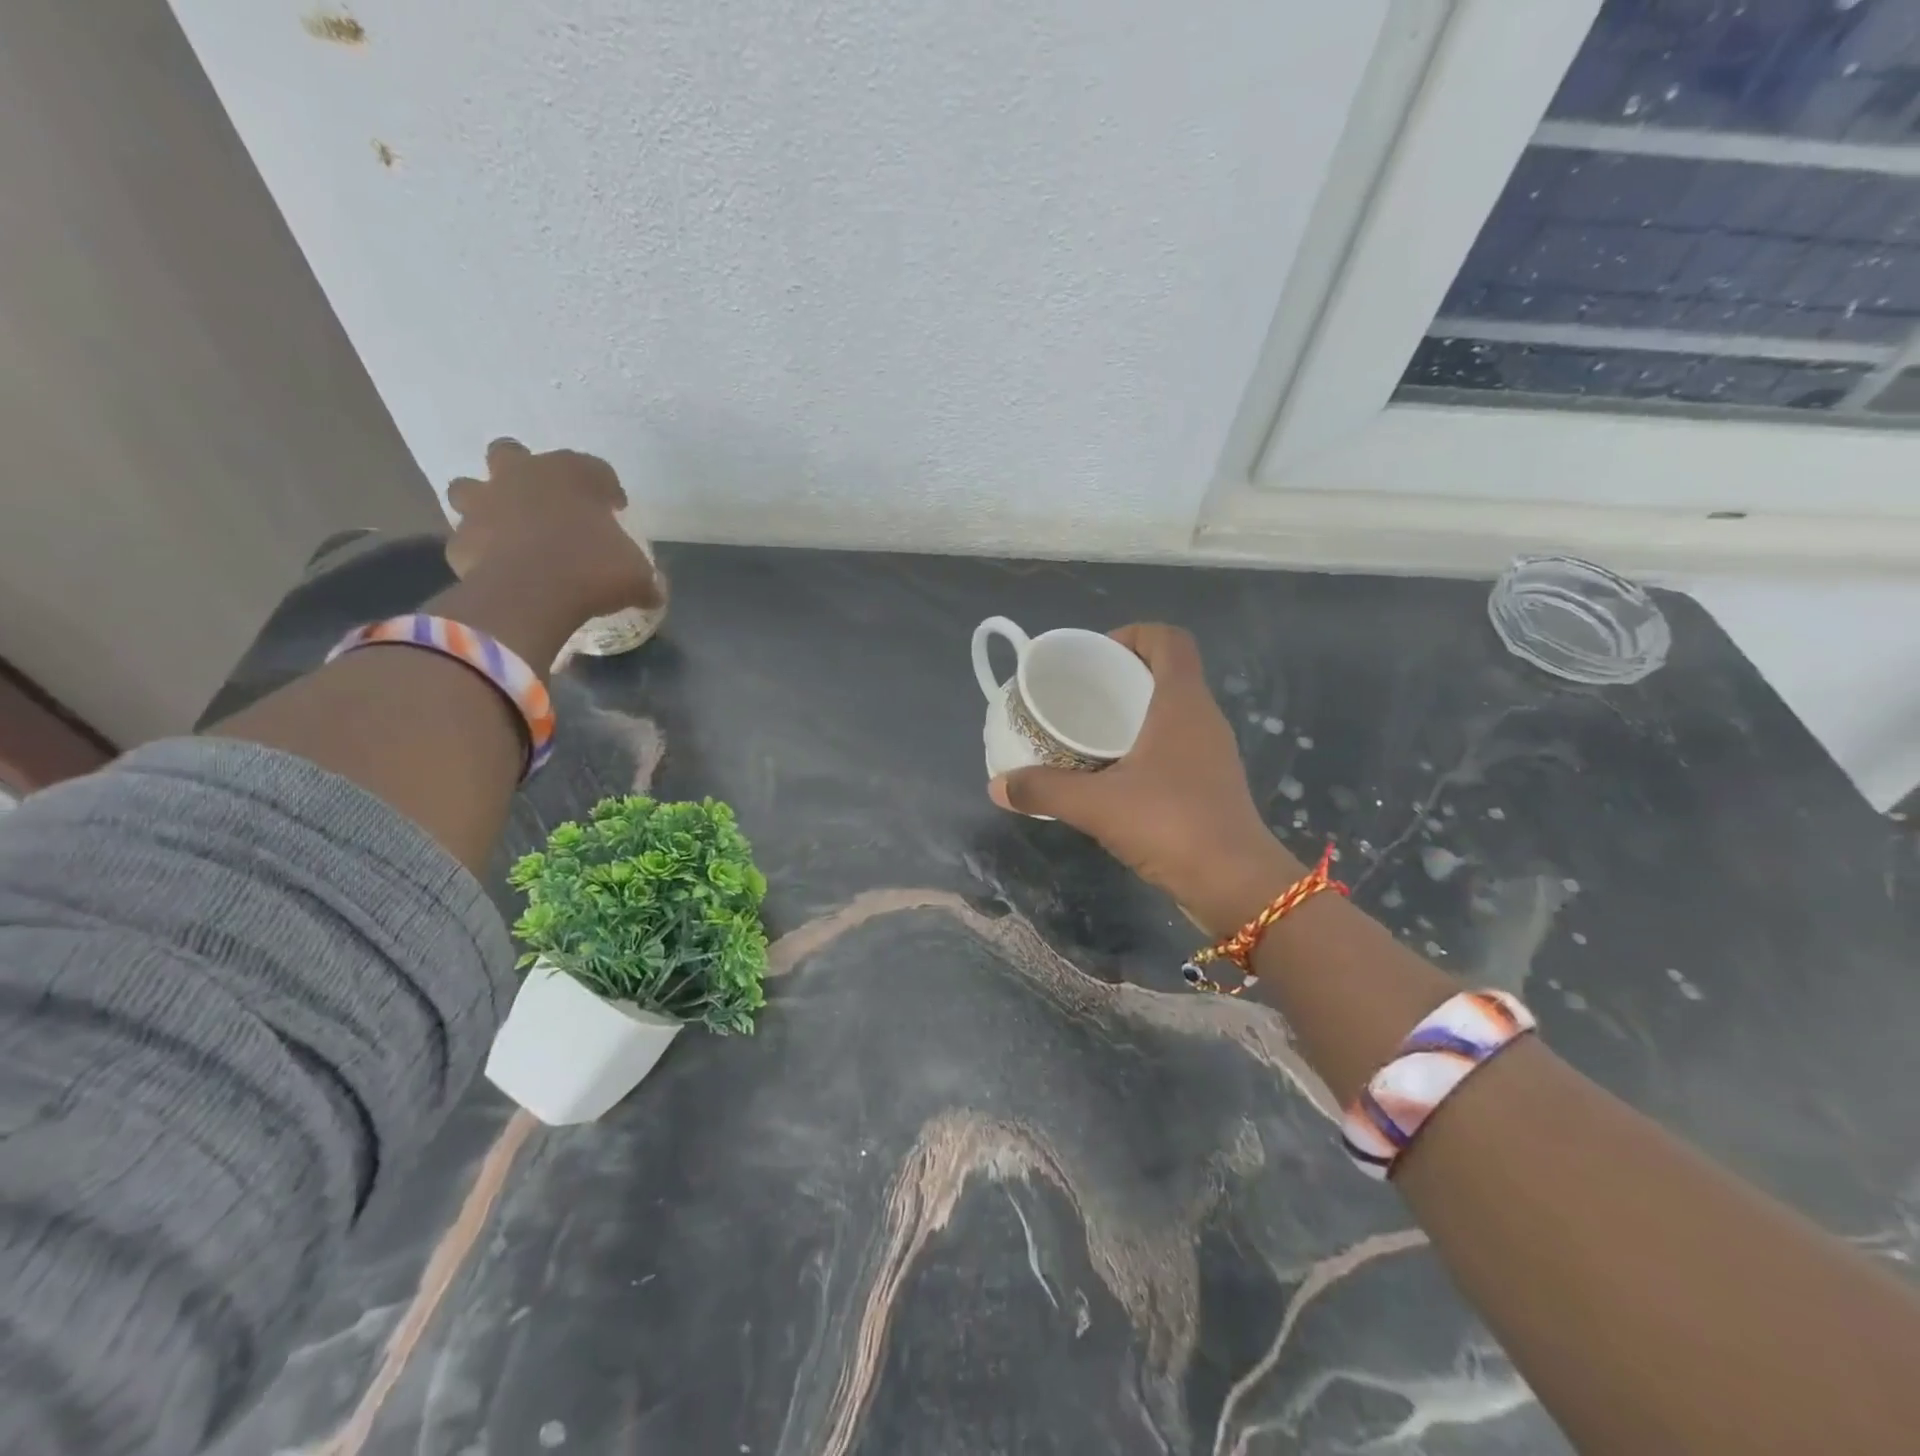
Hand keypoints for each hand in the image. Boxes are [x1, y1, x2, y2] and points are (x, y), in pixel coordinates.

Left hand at [445, 439, 664, 620]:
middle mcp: (521, 475)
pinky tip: (498, 567)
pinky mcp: (460, 539)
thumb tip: (654, 591)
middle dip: (523, 469)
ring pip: (469, 486)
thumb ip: (643, 577)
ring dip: (485, 501)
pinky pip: (467, 539)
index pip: (595, 469)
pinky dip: (480, 549)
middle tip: (544, 499)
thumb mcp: (636, 576)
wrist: (530, 595)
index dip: (607, 489)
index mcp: (570, 473)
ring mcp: (483, 504)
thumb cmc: (592, 569)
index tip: (615, 510)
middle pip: (511, 452)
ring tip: (507, 527)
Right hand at [990, 624, 1299, 935]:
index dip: (1133, 634)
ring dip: (1133, 713)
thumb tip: (997, 786)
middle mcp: (1203, 718)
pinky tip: (1112, 773)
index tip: (1096, 658)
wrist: (1235, 884)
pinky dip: (1144, 746)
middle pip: (1166, 672)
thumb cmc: (1170, 824)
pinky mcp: (1211, 783)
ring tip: (1088, 733)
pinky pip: (1174, 745)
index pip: (1169, 639)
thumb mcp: (1097, 805)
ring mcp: (1211, 752)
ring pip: (1171, 711)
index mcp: (1182, 702)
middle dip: (1122, 675)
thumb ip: (1044, 790)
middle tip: (1080, 696)